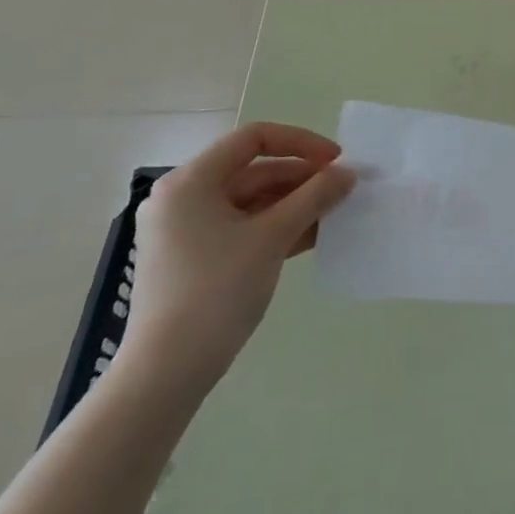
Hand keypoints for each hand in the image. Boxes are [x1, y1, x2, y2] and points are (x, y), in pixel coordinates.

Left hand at [118, 123, 354, 396]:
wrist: (165, 375)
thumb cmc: (216, 292)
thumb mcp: (272, 237)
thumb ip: (314, 197)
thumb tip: (349, 173)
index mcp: (191, 181)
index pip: (254, 139)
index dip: (300, 143)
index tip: (336, 161)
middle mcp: (183, 197)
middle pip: (254, 170)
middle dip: (302, 179)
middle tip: (343, 191)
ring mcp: (185, 230)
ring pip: (252, 201)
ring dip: (294, 205)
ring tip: (334, 215)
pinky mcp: (193, 258)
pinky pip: (242, 227)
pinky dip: (276, 227)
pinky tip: (312, 237)